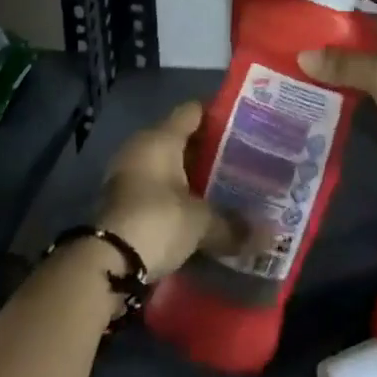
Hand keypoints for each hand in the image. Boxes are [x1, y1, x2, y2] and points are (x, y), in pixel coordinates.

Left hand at [93, 101, 239, 279]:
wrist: (104, 264)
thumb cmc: (156, 222)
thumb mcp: (200, 222)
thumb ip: (234, 225)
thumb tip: (271, 236)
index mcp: (160, 138)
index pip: (192, 111)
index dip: (217, 114)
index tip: (244, 124)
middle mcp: (142, 148)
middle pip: (181, 138)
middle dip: (209, 150)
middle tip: (242, 159)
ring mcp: (128, 175)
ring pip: (168, 166)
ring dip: (191, 176)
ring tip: (225, 186)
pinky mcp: (122, 203)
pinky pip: (157, 189)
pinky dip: (176, 196)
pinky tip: (199, 210)